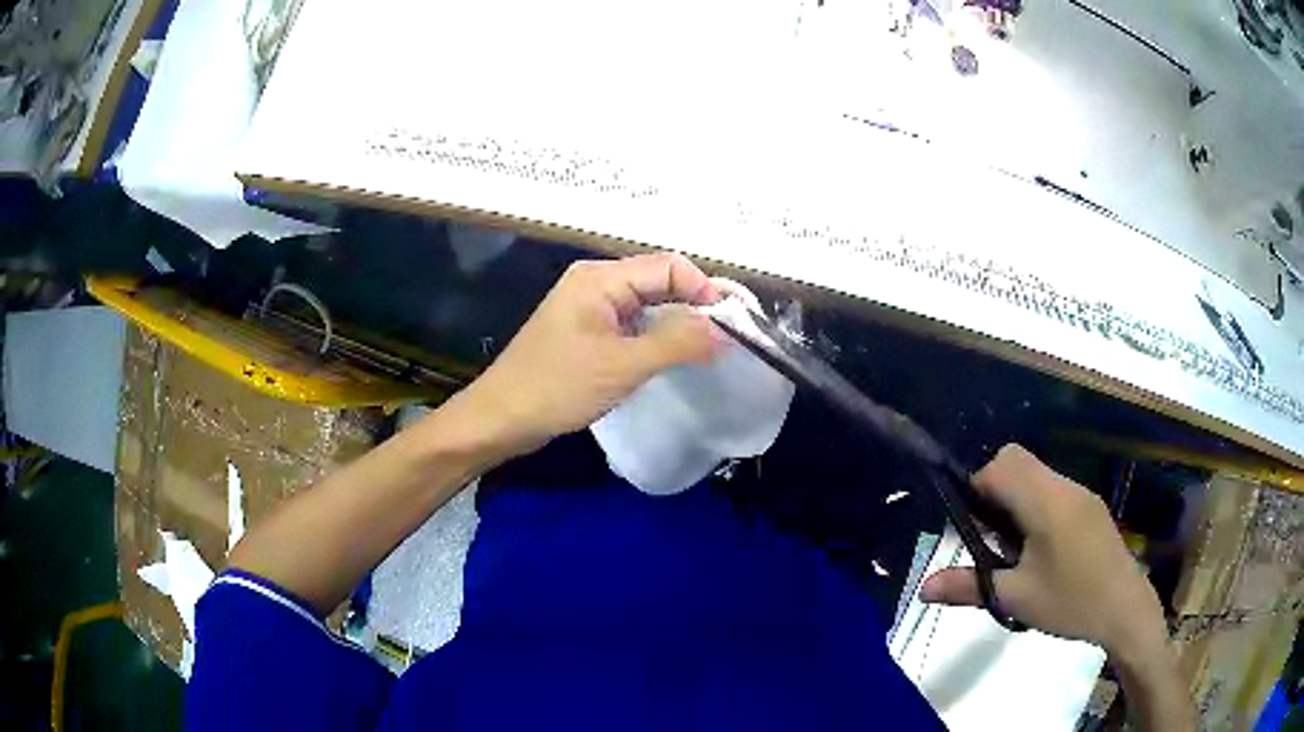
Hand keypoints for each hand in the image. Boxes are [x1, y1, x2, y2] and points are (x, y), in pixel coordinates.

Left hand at [450, 253, 723, 456]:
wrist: (501, 418)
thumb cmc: (557, 387)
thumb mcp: (622, 366)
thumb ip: (677, 343)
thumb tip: (726, 330)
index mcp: (600, 278)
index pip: (668, 266)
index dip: (703, 289)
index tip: (730, 325)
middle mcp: (596, 283)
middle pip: (659, 281)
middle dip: (693, 306)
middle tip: (726, 339)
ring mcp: (590, 308)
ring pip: (647, 305)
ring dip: (676, 323)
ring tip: (707, 350)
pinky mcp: (587, 332)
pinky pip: (632, 324)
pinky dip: (656, 337)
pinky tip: (672, 358)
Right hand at [920, 444, 1168, 662]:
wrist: (1125, 608)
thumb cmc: (1070, 602)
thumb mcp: (1016, 599)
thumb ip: (970, 586)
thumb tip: (923, 588)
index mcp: (1047, 502)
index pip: (1001, 465)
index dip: (976, 486)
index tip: (970, 525)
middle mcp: (1064, 486)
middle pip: (1016, 459)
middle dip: (992, 487)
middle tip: (988, 535)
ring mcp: (1080, 494)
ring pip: (1035, 473)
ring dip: (1014, 497)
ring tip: (1012, 547)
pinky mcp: (1089, 506)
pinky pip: (1052, 488)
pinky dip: (1034, 504)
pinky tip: (1038, 548)